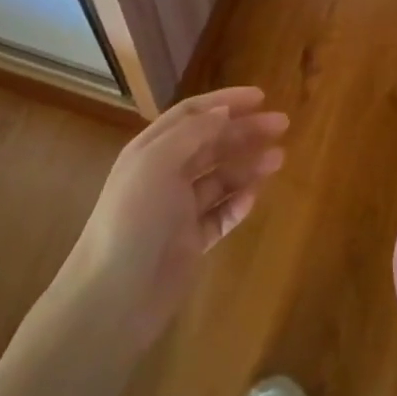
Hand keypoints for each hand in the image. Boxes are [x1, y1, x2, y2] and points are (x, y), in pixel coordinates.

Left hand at [62, 87, 288, 344]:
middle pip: (211, 143)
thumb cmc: (133, 219)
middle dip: (245, 131)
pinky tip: (255, 197)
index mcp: (151, 150)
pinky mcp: (190, 242)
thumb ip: (192, 133)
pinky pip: (220, 215)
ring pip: (220, 178)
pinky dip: (237, 204)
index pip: (192, 114)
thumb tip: (222, 111)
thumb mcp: (158, 163)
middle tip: (282, 125)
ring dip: (248, 165)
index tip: (261, 97)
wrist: (114, 298)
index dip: (225, 102)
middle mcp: (165, 174)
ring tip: (279, 159)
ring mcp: (178, 210)